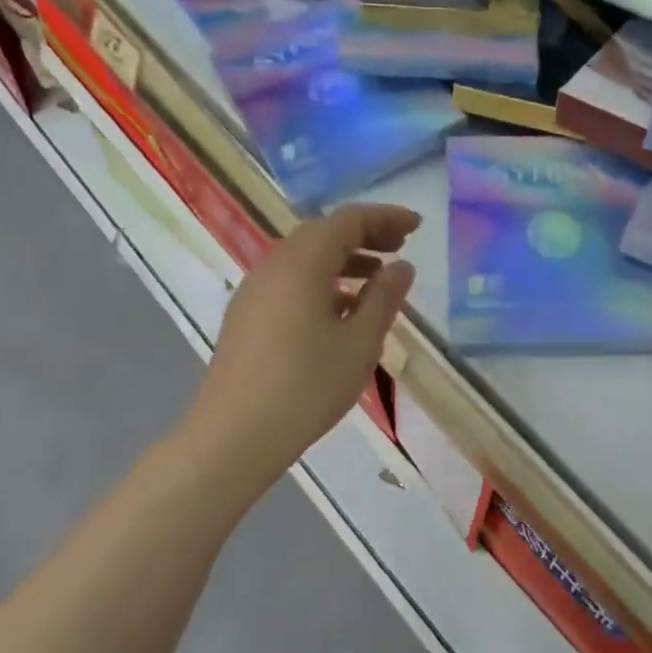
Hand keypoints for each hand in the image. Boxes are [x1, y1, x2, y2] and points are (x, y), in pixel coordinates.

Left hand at [183, 204, 420, 480]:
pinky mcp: (246, 317)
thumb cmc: (307, 386)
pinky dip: (321, 282)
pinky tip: (341, 311)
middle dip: (364, 235)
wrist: (235, 435)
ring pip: (304, 258)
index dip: (385, 217)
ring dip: (343, 259)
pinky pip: (289, 282)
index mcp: (302, 263)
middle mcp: (273, 266)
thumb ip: (384, 298)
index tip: (416, 227)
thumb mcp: (360, 342)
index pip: (348, 221)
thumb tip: (401, 267)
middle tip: (400, 247)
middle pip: (322, 233)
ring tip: (377, 279)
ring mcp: (254, 291)